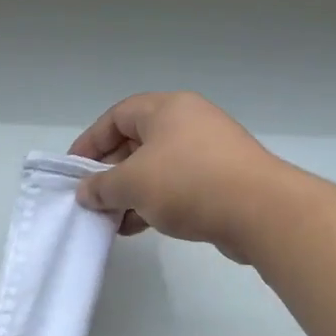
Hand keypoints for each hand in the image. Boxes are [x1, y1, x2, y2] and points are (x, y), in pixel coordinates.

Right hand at [68, 92, 285, 261]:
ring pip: (157, 168)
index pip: (116, 117)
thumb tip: (86, 192)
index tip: (74, 171)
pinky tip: (138, 227)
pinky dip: (155, 202)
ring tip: (112, 220)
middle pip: (136, 142)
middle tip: (92, 199)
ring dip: (131, 193)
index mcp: (167, 108)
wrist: (261, 211)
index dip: (90, 142)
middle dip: (110, 173)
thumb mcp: (132, 183)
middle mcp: (189, 122)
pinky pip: (178, 186)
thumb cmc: (188, 183)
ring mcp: (209, 151)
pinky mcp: (223, 179)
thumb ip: (102, 187)